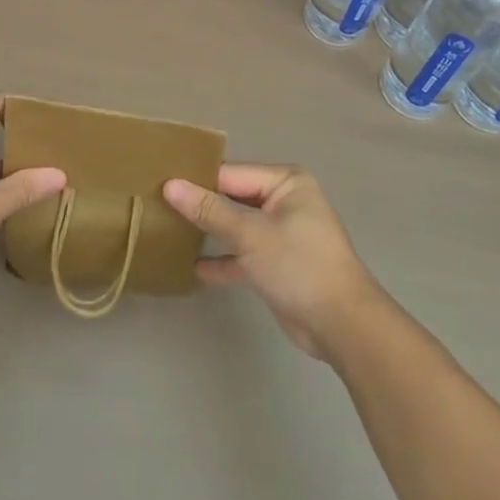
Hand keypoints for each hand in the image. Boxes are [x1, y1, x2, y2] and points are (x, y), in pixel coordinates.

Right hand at [164, 164, 386, 360]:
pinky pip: (243, 255)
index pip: (231, 174)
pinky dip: (222, 260)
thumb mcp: (250, 234)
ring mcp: (281, 234)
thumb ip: (210, 210)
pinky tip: (191, 267)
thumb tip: (170, 185)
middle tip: (157, 205)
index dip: (197, 180)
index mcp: (285, 182)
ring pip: (236, 227)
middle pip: (233, 198)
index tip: (159, 183)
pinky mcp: (277, 265)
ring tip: (168, 231)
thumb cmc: (298, 264)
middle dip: (201, 205)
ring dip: (209, 233)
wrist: (342, 325)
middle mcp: (284, 202)